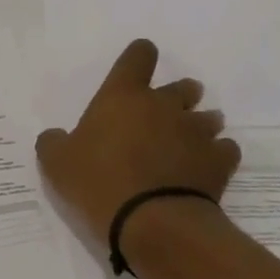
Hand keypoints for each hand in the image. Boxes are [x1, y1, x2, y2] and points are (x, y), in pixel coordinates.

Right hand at [35, 39, 239, 247]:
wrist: (153, 222)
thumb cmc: (99, 183)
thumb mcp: (57, 165)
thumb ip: (54, 143)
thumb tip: (55, 136)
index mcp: (123, 96)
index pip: (138, 56)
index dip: (139, 57)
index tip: (138, 67)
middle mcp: (164, 105)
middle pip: (183, 86)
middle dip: (179, 96)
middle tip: (166, 117)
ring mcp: (196, 131)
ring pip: (209, 117)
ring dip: (200, 125)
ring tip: (188, 145)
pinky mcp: (219, 160)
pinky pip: (225, 148)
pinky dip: (217, 155)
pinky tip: (206, 169)